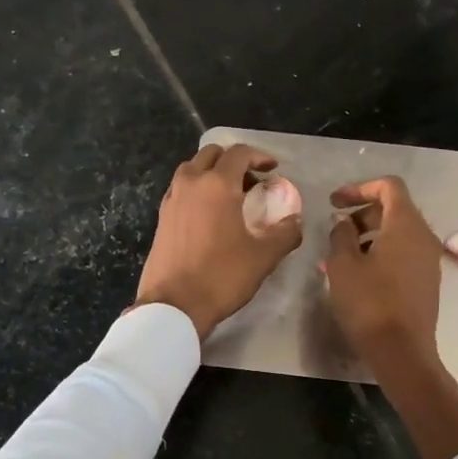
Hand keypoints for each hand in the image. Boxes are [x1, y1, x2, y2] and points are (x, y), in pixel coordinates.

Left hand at [135, 144, 302, 339]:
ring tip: (230, 196)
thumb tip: (295, 220)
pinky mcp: (161, 218)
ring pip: (192, 170)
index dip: (259, 156)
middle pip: (211, 155)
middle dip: (233, 161)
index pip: (238, 153)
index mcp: (217, 185)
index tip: (273, 169)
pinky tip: (209, 214)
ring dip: (212, 173)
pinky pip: (181, 190)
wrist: (174, 305)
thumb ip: (285, 233)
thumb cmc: (221, 276)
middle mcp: (190, 183)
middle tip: (252, 181)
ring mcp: (171, 199)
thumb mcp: (263, 257)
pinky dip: (197, 190)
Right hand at [323, 176, 444, 369]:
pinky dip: (382, 251)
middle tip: (336, 229)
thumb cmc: (369, 302)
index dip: (359, 187)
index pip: (389, 186)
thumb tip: (344, 223)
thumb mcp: (343, 265)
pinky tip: (360, 272)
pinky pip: (404, 252)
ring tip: (343, 253)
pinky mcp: (427, 280)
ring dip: (371, 234)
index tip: (334, 202)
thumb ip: (341, 234)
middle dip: (363, 212)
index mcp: (406, 224)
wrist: (401, 350)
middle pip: (395, 208)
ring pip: (399, 232)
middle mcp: (424, 236)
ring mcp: (429, 260)